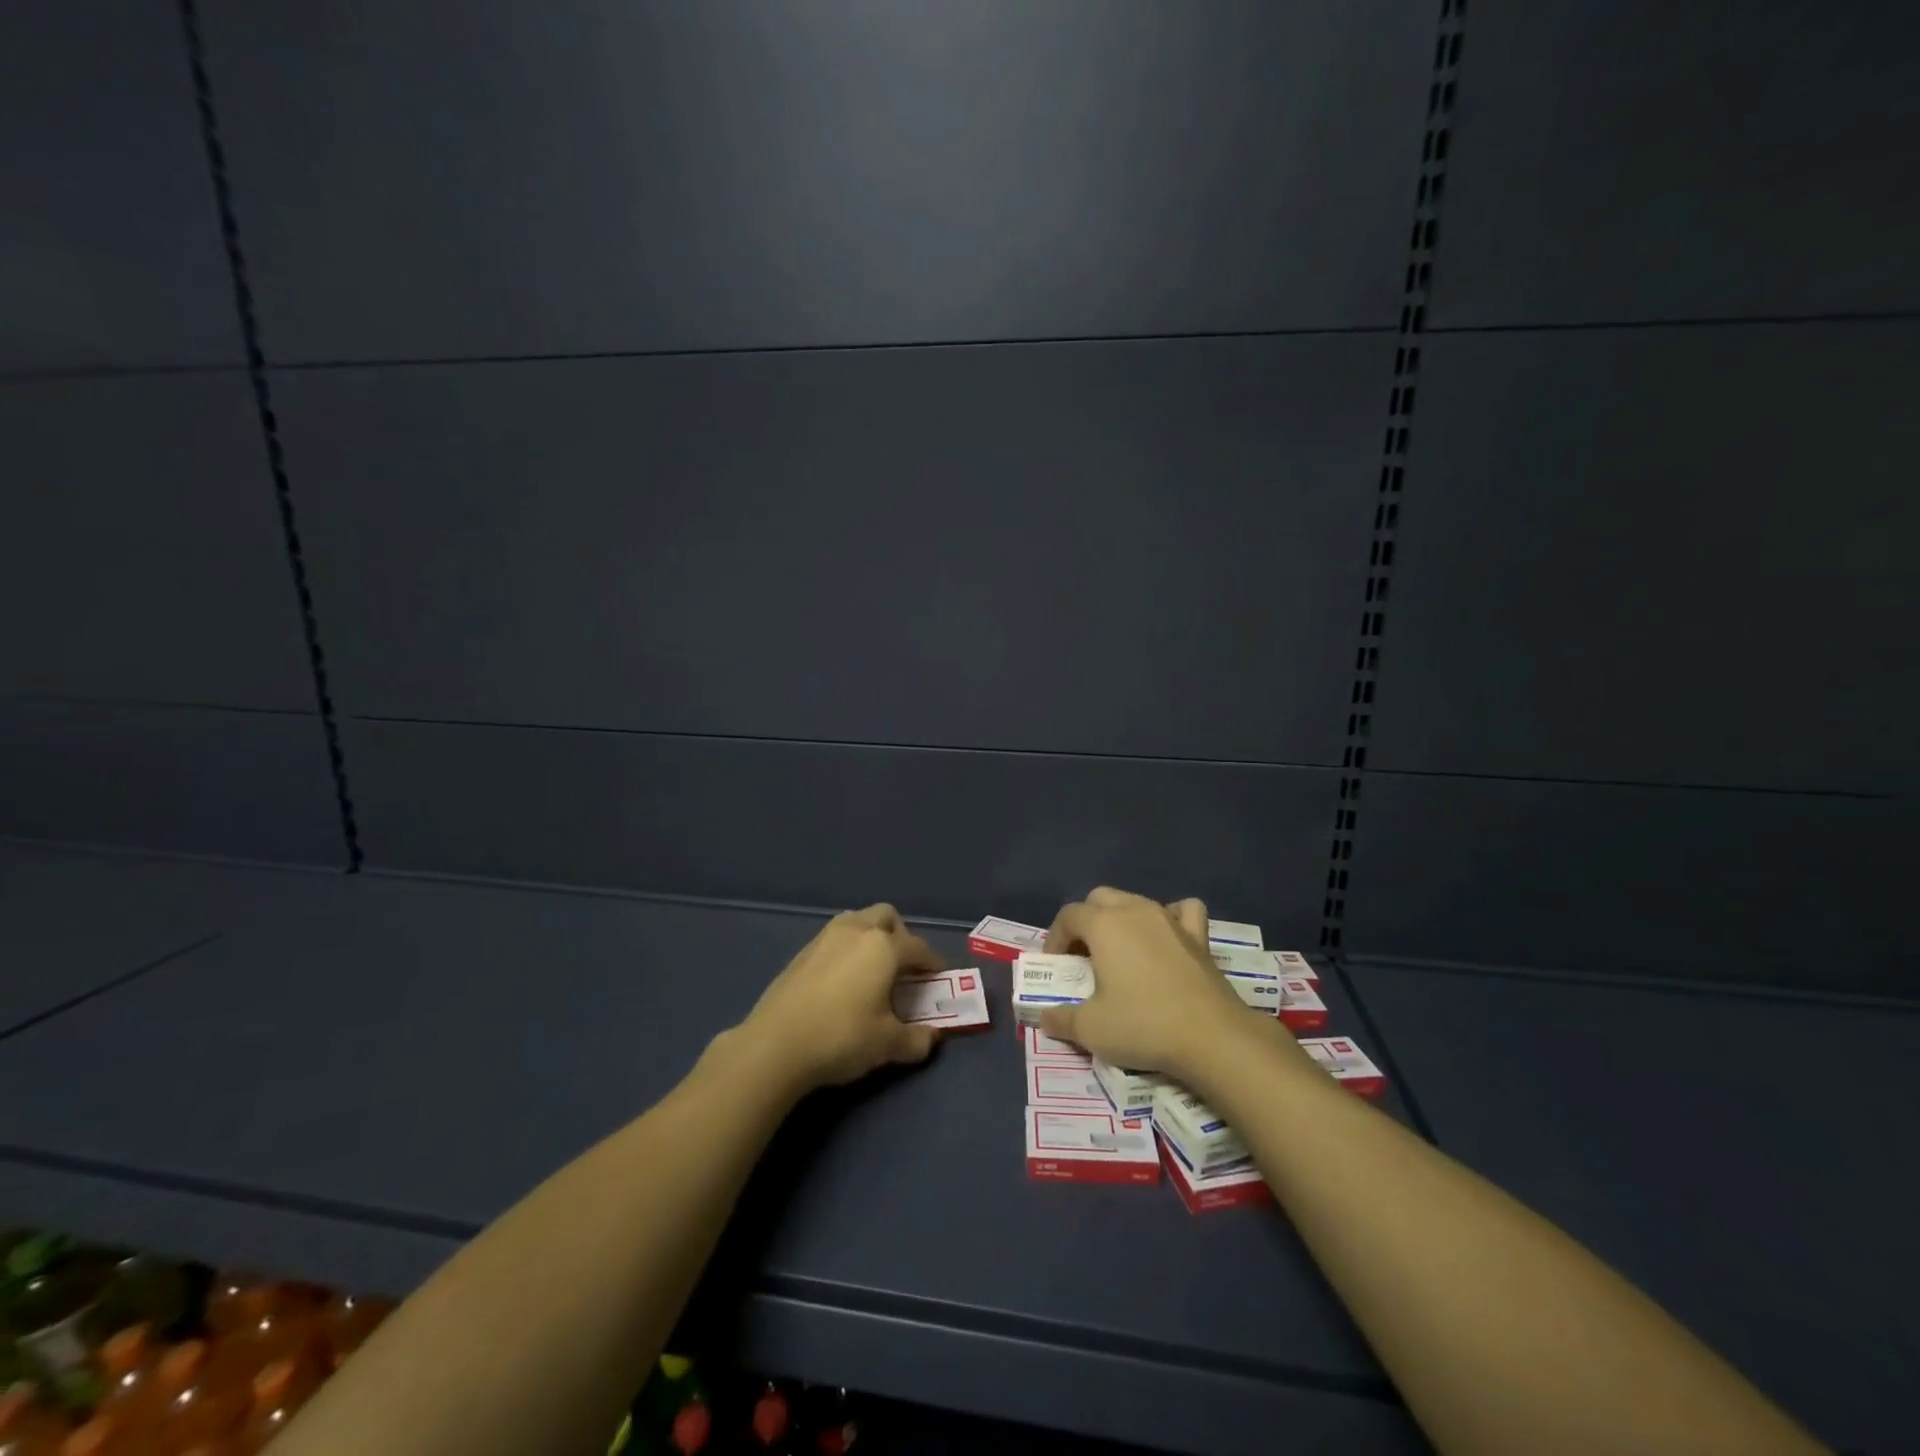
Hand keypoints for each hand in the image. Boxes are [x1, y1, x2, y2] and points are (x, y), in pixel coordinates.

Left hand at [736, 904, 944, 1091]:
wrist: (775, 1045)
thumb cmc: (841, 1037)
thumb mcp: (887, 1045)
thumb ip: (917, 1039)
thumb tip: (931, 1037)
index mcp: (883, 947)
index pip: (918, 948)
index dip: (933, 962)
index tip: (939, 976)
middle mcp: (856, 931)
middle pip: (887, 917)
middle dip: (901, 936)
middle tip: (904, 967)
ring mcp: (825, 938)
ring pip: (858, 921)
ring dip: (872, 937)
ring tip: (873, 970)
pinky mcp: (802, 952)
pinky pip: (836, 938)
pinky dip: (848, 949)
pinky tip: (843, 980)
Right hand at [1040, 887, 1266, 1079]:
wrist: (1212, 1036)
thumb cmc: (1143, 1025)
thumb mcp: (1090, 1029)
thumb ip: (1061, 1019)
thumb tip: (1045, 1017)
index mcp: (1103, 924)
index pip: (1068, 916)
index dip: (1055, 938)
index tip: (1055, 966)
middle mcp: (1135, 910)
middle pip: (1100, 899)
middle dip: (1085, 921)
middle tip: (1083, 957)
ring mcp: (1170, 919)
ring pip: (1136, 901)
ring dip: (1121, 919)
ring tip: (1119, 952)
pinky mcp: (1199, 936)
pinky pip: (1182, 911)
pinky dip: (1170, 917)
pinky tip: (1166, 937)